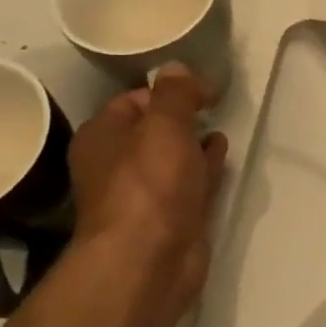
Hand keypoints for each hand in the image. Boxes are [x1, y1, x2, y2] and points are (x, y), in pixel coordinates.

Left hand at [67, 65, 228, 311]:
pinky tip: (222, 157)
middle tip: (214, 105)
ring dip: (195, 143)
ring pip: (173, 158)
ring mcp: (145, 194)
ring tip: (222, 127)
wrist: (149, 259)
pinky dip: (205, 168)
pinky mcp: (171, 218)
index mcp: (103, 137)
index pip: (133, 100)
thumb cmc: (150, 184)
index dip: (168, 90)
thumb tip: (177, 68)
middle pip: (153, 130)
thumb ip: (175, 93)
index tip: (203, 90)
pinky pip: (190, 184)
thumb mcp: (164, 124)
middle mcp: (117, 164)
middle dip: (182, 117)